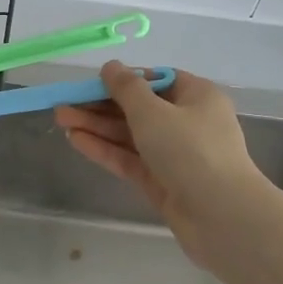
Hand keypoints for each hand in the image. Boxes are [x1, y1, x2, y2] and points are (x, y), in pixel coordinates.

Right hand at [54, 63, 266, 244]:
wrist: (222, 216)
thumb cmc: (190, 150)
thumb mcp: (153, 112)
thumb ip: (126, 88)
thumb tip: (111, 67)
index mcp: (197, 96)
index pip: (156, 80)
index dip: (124, 80)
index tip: (93, 83)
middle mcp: (188, 122)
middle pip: (139, 108)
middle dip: (101, 105)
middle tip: (64, 104)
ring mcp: (176, 155)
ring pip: (131, 135)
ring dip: (97, 127)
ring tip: (60, 120)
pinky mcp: (163, 182)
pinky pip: (130, 159)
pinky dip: (105, 149)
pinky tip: (76, 140)